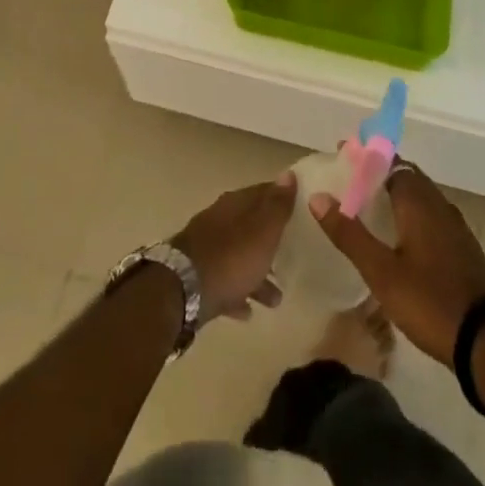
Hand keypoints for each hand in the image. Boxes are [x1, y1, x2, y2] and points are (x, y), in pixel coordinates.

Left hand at [170, 174, 296, 320]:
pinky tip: (248, 311)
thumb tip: (288, 174)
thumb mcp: (263, 230)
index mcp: (236, 204)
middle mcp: (221, 220)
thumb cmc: (232, 257)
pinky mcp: (200, 276)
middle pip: (251, 226)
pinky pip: (226, 283)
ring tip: (277, 298)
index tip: (299, 209)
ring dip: (257, 273)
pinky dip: (238, 293)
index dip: (281, 199)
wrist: (185, 289)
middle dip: (270, 240)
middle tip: (292, 254)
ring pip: (239, 257)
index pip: (263, 192)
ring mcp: (208, 248)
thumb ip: (277, 205)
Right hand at [310, 163, 484, 365]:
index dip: (367, 157)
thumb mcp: (381, 272)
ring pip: (423, 197)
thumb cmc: (429, 301)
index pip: (391, 162)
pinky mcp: (465, 250)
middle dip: (381, 173)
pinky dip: (414, 214)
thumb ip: (349, 234)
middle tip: (354, 182)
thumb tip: (318, 197)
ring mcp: (456, 227)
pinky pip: (434, 216)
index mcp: (418, 201)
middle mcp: (438, 205)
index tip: (344, 153)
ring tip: (374, 206)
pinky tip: (404, 237)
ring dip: (399, 194)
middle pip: (408, 176)